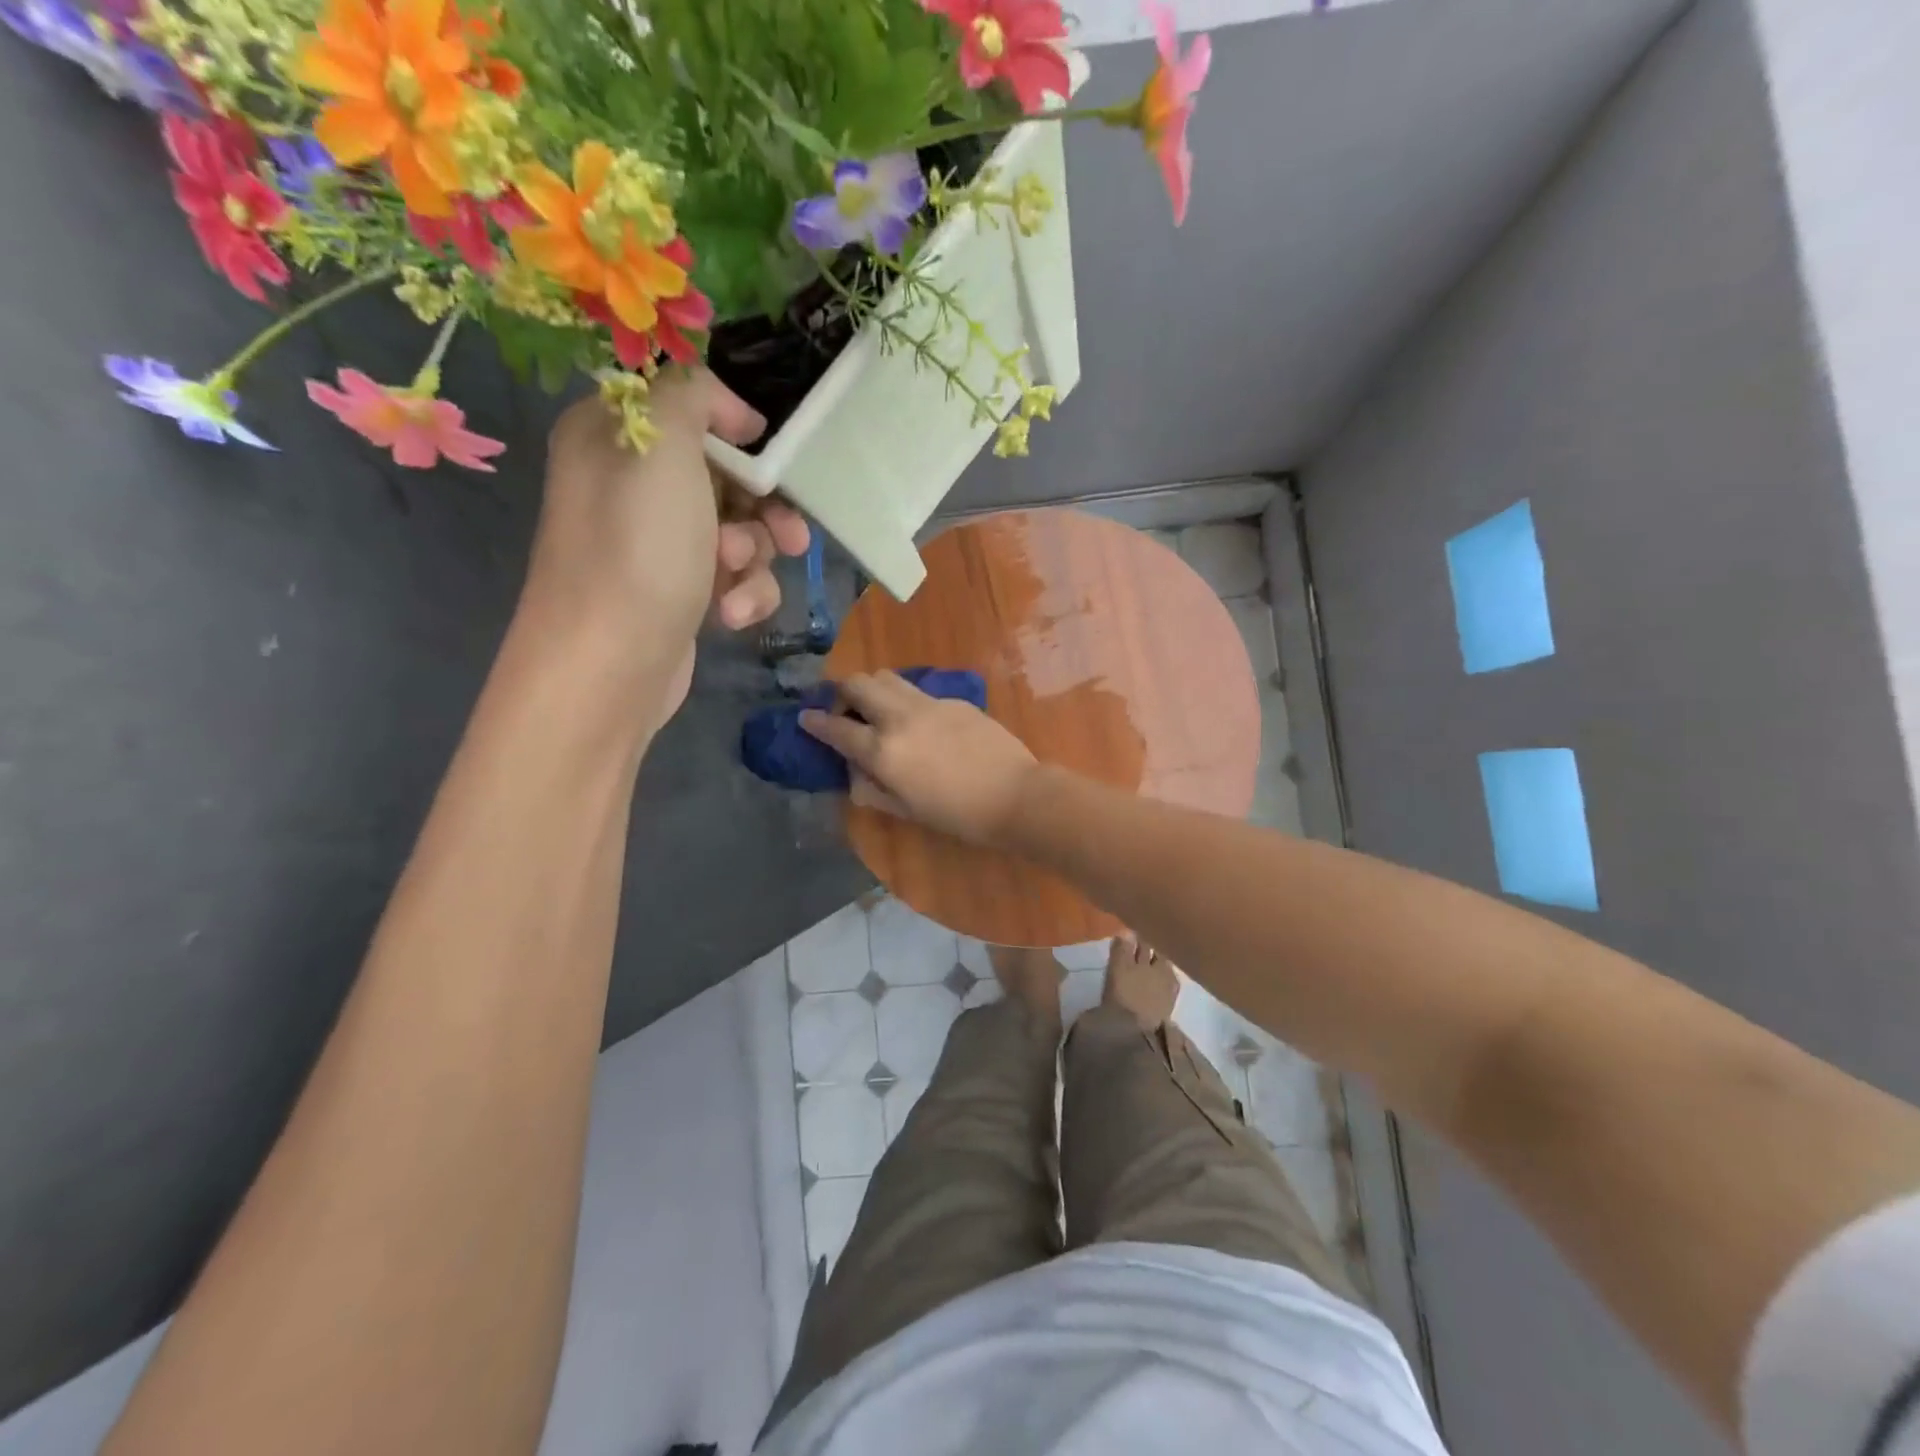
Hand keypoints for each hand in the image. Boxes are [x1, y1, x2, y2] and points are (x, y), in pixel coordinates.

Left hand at [519, 369, 809, 725]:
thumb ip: (694, 396)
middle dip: (764, 507)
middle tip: (790, 535)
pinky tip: (731, 617)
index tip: (771, 457)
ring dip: (754, 555)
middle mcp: (632, 484)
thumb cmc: (637, 549)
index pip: (690, 408)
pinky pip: (733, 577)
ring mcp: (657, 544)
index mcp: (614, 435)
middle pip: (727, 475)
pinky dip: (743, 594)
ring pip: (740, 530)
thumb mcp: (662, 444)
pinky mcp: (680, 592)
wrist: (608, 666)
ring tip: (736, 577)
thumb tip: (731, 412)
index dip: (738, 430)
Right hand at [800, 671, 1039, 846]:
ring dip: (872, 688)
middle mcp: (899, 717)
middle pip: (858, 683)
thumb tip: (854, 772)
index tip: (805, 718)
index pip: (837, 728)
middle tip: (845, 709)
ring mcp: (928, 703)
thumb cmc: (958, 814)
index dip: (815, 722)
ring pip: (887, 677)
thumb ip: (872, 788)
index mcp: (883, 750)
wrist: (1015, 795)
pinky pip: (917, 690)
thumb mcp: (906, 811)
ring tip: (877, 708)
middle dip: (842, 692)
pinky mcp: (953, 699)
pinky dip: (904, 698)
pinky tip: (918, 721)